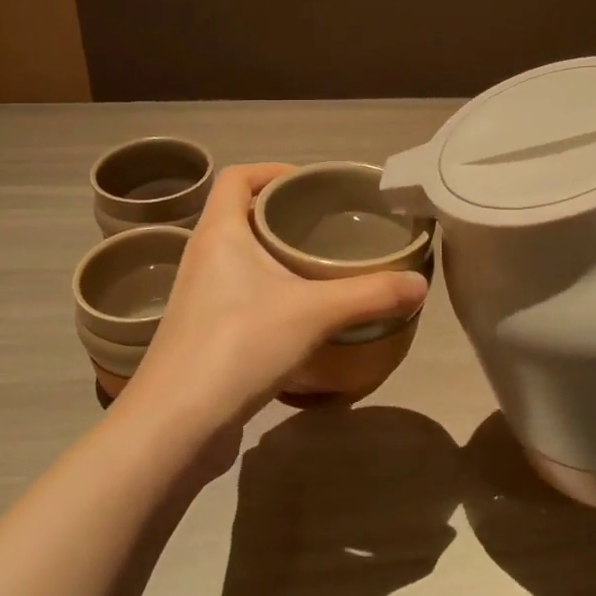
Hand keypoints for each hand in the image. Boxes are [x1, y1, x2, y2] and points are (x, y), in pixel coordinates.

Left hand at [124, 163, 429, 442]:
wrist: (174, 426)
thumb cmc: (238, 345)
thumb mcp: (315, 313)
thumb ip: (371, 295)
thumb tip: (420, 285)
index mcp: (220, 233)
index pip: (237, 177)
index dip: (271, 170)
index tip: (310, 183)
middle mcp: (203, 257)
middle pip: (240, 215)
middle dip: (283, 213)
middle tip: (328, 224)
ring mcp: (198, 297)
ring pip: (240, 257)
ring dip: (275, 255)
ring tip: (320, 266)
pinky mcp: (203, 333)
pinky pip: (239, 294)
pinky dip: (269, 292)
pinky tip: (301, 316)